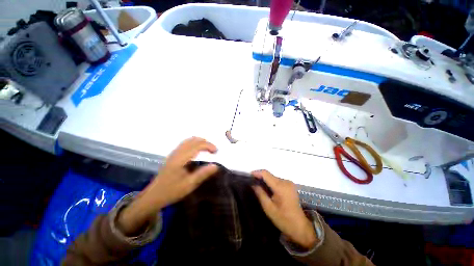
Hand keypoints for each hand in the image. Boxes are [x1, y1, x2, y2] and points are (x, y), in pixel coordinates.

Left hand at [118, 137, 218, 234]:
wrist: (153, 196)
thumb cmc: (171, 191)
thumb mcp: (189, 185)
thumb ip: (202, 174)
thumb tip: (216, 165)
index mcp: (180, 159)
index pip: (197, 145)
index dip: (208, 145)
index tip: (216, 151)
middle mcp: (176, 153)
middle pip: (193, 140)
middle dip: (205, 142)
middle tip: (213, 150)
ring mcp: (173, 154)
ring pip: (188, 141)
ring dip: (200, 142)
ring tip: (207, 148)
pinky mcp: (172, 156)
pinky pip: (184, 144)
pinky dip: (194, 143)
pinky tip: (197, 150)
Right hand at [252, 170, 317, 248]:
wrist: (300, 227)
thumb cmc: (283, 219)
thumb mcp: (268, 208)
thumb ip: (260, 193)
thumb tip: (253, 184)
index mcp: (280, 187)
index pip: (266, 174)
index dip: (256, 173)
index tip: (249, 176)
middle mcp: (285, 182)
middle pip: (269, 175)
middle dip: (260, 177)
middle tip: (252, 182)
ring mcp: (289, 183)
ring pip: (273, 177)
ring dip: (265, 180)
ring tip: (258, 185)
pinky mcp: (290, 186)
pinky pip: (277, 181)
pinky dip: (271, 183)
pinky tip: (267, 188)